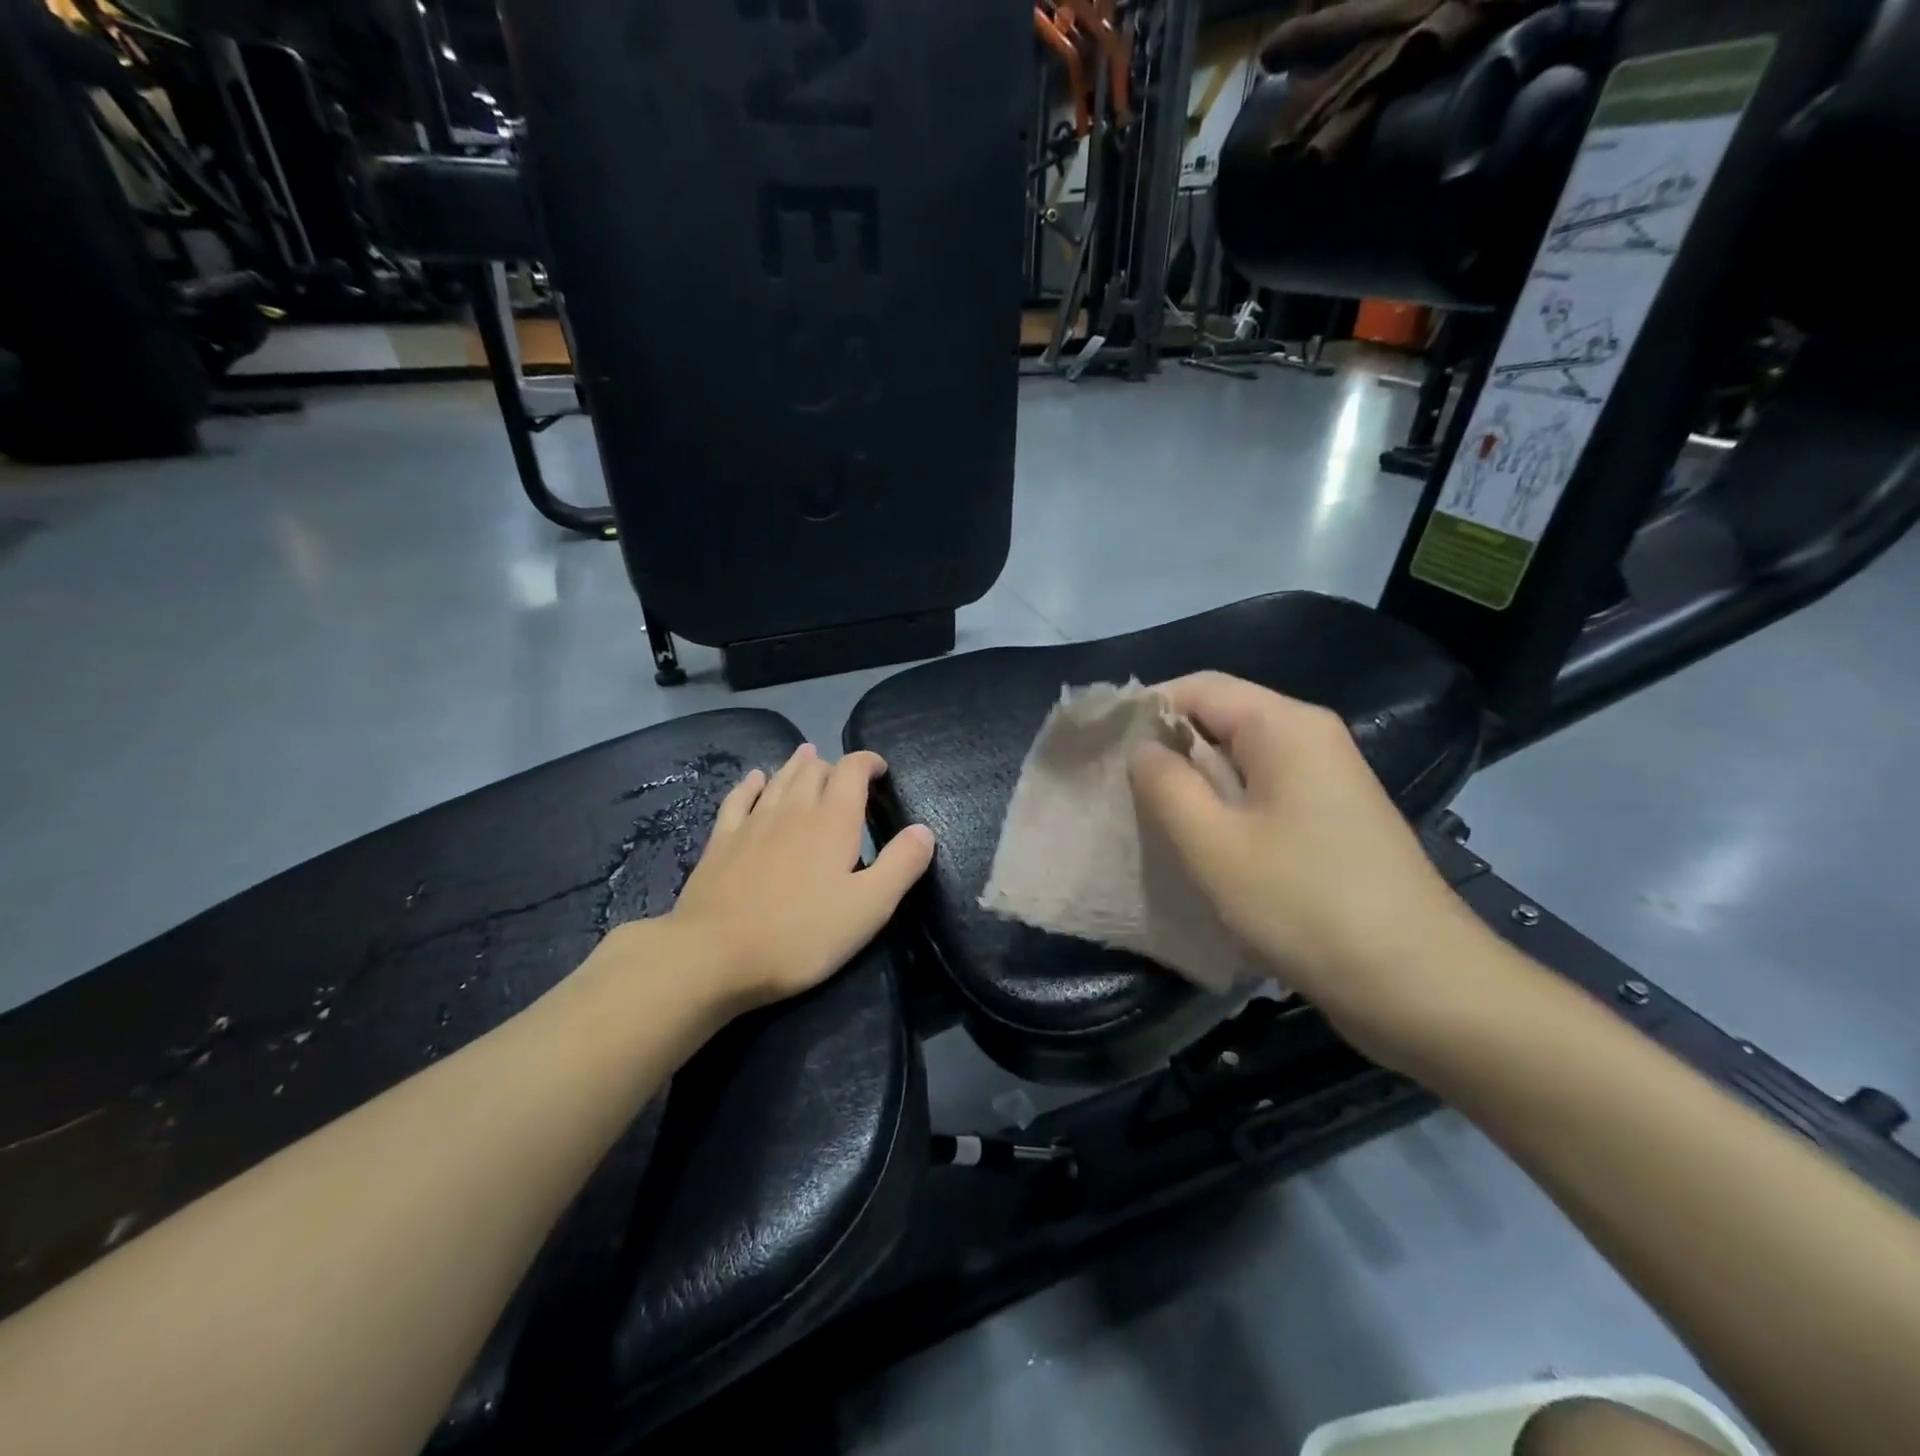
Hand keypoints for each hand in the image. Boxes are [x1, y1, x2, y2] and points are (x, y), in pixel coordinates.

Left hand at [663, 745, 935, 1009]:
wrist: (714, 954)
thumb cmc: (801, 935)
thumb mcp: (869, 907)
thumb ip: (901, 865)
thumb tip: (923, 829)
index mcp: (833, 822)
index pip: (853, 771)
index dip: (868, 762)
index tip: (880, 769)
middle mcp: (793, 811)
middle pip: (815, 770)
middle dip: (834, 765)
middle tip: (845, 775)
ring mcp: (753, 823)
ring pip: (779, 779)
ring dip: (797, 765)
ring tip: (808, 755)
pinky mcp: (721, 842)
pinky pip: (738, 799)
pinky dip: (752, 784)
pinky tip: (755, 779)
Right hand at [1128, 673, 1501, 1066]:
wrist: (1420, 986)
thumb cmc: (1306, 906)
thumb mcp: (1214, 845)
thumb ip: (1165, 785)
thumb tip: (1143, 749)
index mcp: (1285, 726)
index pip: (1197, 687)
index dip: (1143, 708)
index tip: (1099, 746)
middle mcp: (1310, 737)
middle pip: (1219, 717)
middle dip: (1164, 746)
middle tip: (1115, 785)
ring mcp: (1325, 778)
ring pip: (1238, 759)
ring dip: (1191, 781)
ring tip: (1145, 814)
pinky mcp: (1330, 817)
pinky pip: (1260, 791)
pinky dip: (1222, 806)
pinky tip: (1196, 842)